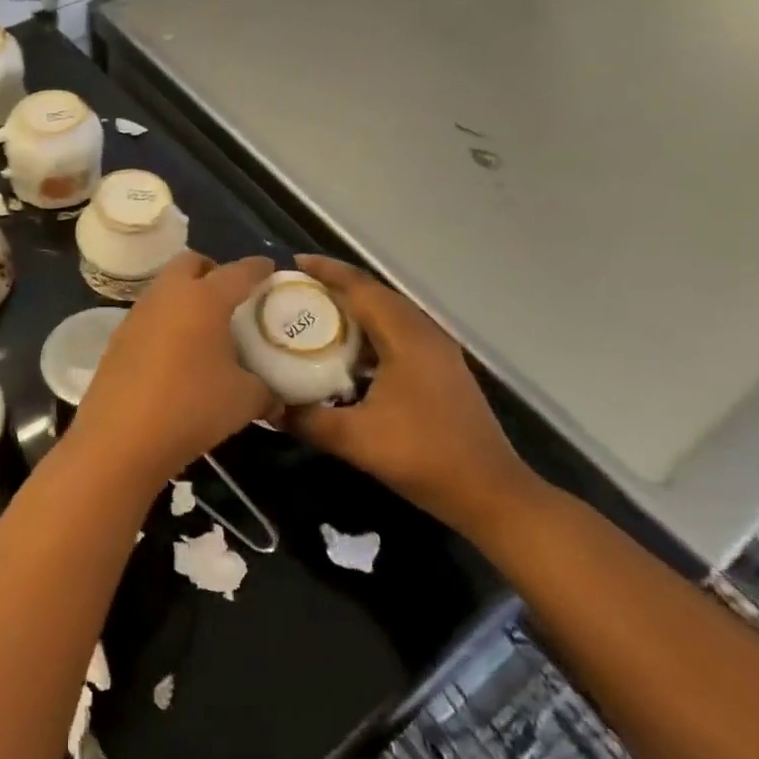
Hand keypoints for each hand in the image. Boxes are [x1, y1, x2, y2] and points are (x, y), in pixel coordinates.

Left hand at [66, 253, 277, 489]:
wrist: (120, 438)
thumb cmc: (191, 408)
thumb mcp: (244, 401)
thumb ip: (266, 391)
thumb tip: (276, 398)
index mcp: (204, 298)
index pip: (238, 272)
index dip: (258, 268)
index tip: (269, 269)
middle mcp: (168, 295)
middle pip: (191, 262)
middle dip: (212, 270)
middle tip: (230, 296)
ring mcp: (138, 314)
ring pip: (166, 287)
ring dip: (186, 295)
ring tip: (204, 327)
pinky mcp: (118, 337)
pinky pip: (150, 315)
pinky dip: (167, 321)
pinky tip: (176, 353)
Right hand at [283, 255, 542, 538]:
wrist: (490, 492)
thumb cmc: (423, 457)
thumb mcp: (356, 440)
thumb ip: (308, 420)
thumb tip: (268, 408)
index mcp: (406, 336)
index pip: (360, 287)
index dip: (325, 271)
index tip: (291, 265)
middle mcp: (423, 332)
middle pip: (374, 294)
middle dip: (334, 286)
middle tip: (295, 290)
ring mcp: (436, 350)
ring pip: (388, 314)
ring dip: (353, 310)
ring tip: (313, 316)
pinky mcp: (440, 368)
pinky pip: (397, 334)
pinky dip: (368, 333)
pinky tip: (346, 354)